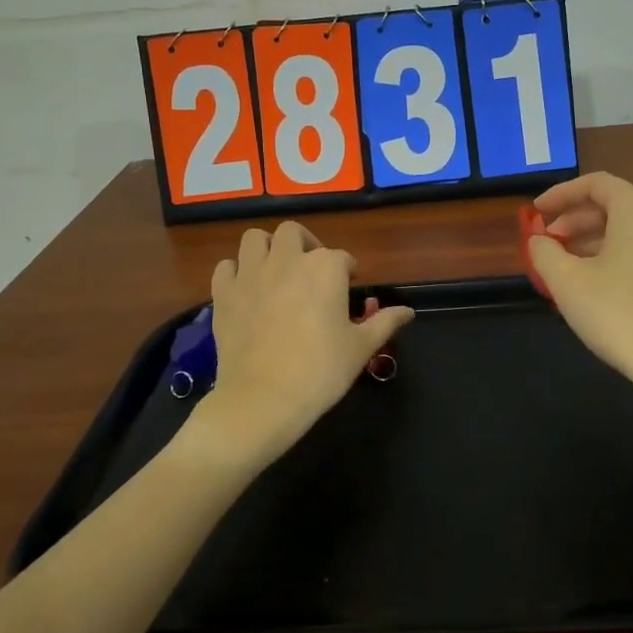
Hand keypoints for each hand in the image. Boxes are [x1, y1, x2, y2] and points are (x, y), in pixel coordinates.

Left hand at [198, 221, 413, 472]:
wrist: (264, 400)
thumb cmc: (321, 371)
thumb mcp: (361, 348)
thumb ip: (385, 322)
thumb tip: (408, 311)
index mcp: (326, 269)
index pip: (342, 258)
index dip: (347, 272)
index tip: (349, 289)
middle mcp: (288, 261)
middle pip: (294, 233)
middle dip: (305, 244)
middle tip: (311, 269)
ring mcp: (251, 274)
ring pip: (255, 239)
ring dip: (267, 248)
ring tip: (276, 270)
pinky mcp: (224, 293)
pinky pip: (226, 267)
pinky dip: (236, 272)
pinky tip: (245, 289)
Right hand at [528, 172, 632, 427]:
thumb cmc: (617, 312)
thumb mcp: (566, 281)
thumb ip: (544, 252)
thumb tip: (538, 240)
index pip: (594, 184)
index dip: (560, 194)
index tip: (535, 213)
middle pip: (610, 204)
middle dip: (572, 220)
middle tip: (545, 242)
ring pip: (623, 229)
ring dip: (588, 240)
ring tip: (560, 265)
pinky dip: (608, 255)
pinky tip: (589, 284)